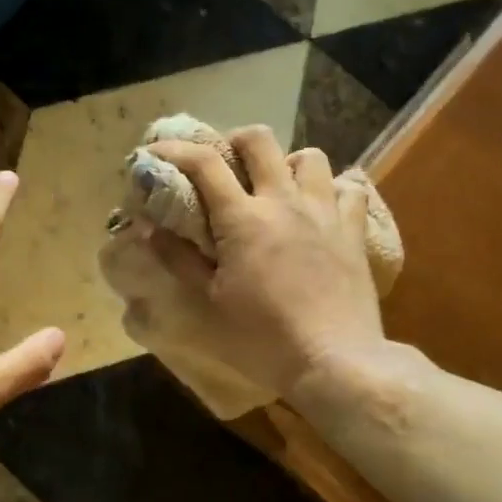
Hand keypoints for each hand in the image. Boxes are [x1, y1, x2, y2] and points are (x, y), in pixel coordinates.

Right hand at [140, 127, 385, 399]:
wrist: (335, 362)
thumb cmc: (263, 338)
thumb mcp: (210, 303)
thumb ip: (179, 259)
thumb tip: (147, 228)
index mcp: (243, 219)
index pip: (203, 163)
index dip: (174, 149)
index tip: (155, 151)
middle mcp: (284, 202)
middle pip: (259, 140)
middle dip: (234, 141)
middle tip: (225, 165)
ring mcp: (324, 212)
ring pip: (310, 157)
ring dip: (287, 164)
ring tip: (277, 188)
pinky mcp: (353, 231)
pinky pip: (350, 189)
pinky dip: (333, 189)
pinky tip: (322, 207)